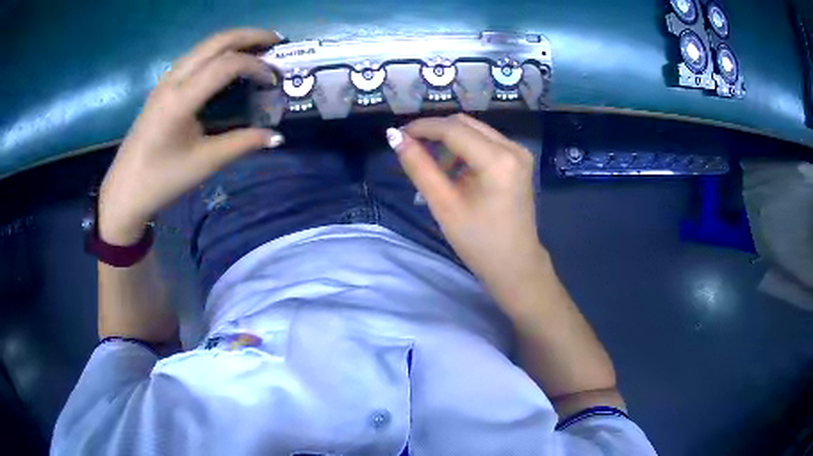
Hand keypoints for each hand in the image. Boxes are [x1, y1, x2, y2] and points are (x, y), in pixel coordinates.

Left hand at [99, 28, 284, 243]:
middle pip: (217, 42)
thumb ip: (243, 144)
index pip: (227, 64)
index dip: (257, 66)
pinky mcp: (162, 87)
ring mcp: (165, 80)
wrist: (125, 192)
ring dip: (234, 41)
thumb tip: (276, 137)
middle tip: (277, 42)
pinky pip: (195, 57)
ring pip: (204, 45)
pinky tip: (228, 63)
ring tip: (258, 47)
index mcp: (181, 98)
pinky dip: (218, 52)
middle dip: (250, 36)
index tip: (274, 81)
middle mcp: (173, 80)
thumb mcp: (205, 163)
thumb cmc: (162, 180)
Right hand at [388, 114, 547, 298]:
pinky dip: (465, 150)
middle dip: (435, 132)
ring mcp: (519, 152)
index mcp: (498, 160)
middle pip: (465, 124)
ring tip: (435, 170)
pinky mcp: (519, 160)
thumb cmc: (479, 242)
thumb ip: (419, 167)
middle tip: (411, 149)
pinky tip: (455, 172)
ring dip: (450, 142)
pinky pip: (485, 142)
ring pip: (475, 131)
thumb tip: (394, 137)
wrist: (515, 265)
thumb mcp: (444, 205)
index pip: (453, 129)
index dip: (422, 128)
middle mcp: (513, 148)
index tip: (397, 135)